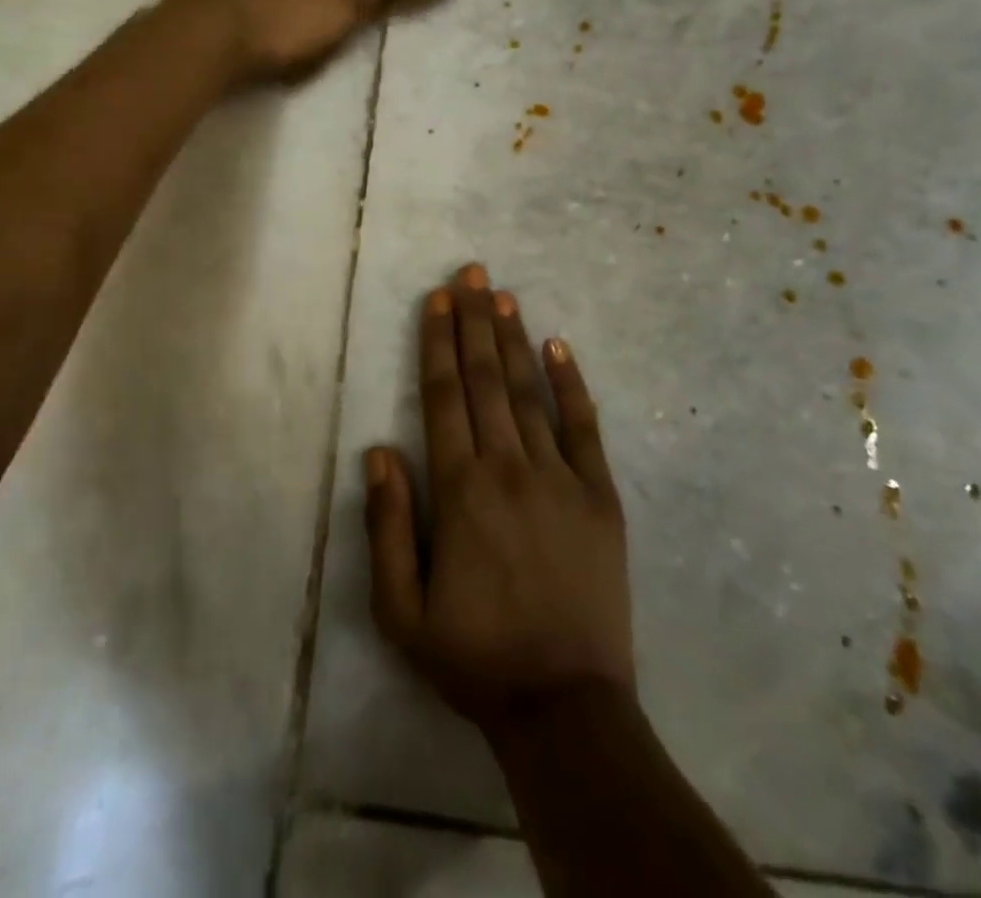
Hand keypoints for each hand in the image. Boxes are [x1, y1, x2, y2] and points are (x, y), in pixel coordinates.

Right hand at [364, 264, 634, 735]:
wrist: (565, 706)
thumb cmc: (474, 657)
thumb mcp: (401, 609)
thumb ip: (387, 525)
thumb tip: (380, 450)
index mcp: (460, 490)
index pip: (443, 396)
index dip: (437, 342)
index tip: (438, 298)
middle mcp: (509, 467)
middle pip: (485, 379)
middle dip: (476, 320)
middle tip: (473, 272)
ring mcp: (560, 478)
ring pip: (529, 392)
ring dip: (512, 339)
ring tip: (503, 294)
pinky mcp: (600, 496)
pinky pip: (584, 428)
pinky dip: (571, 384)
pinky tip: (559, 347)